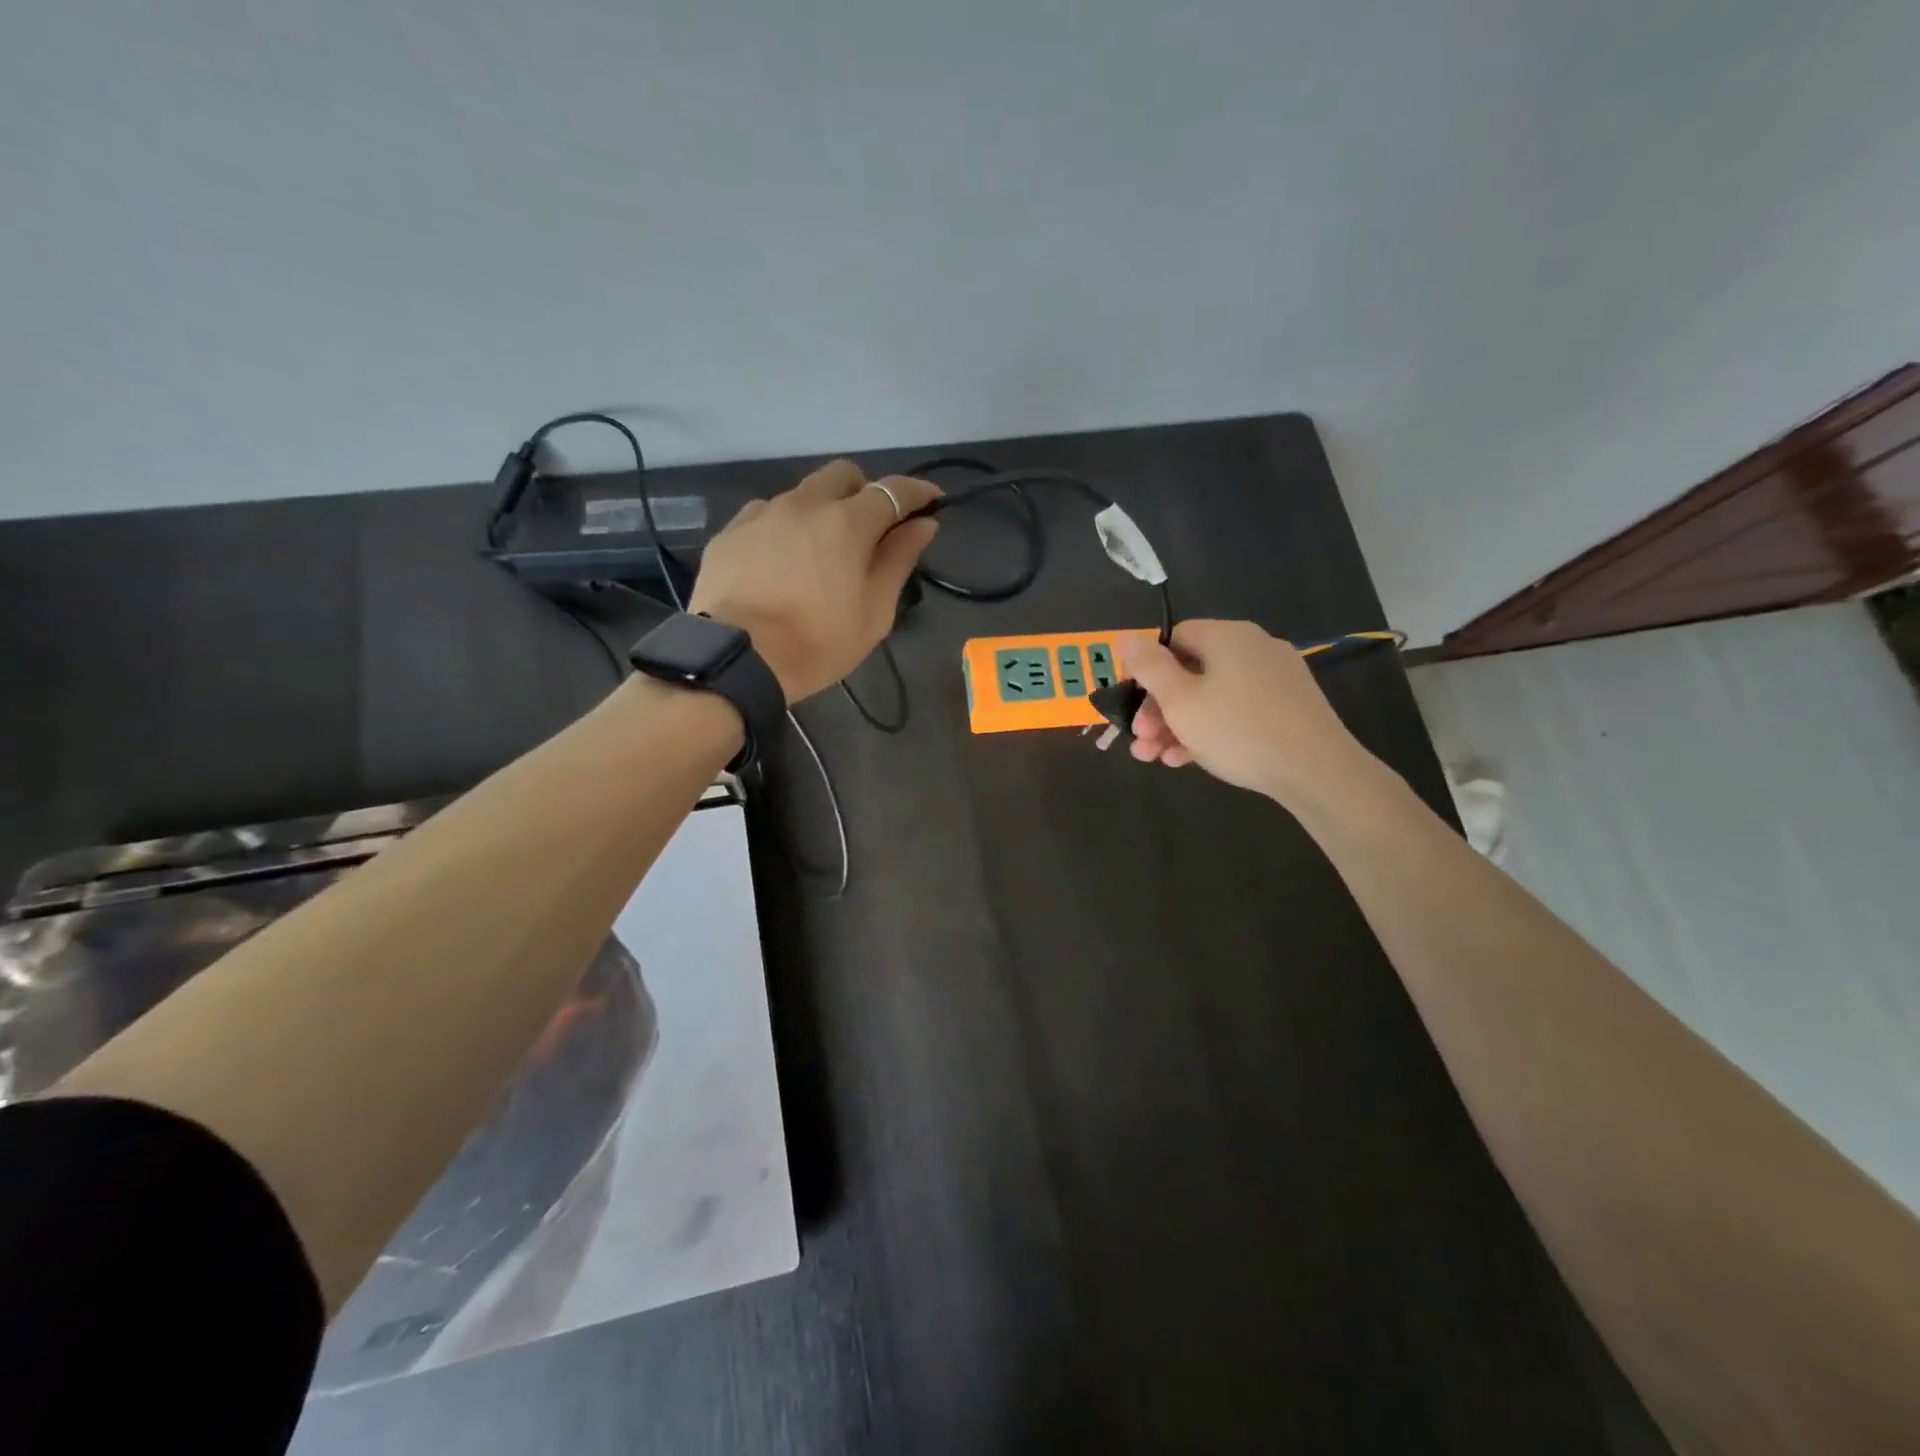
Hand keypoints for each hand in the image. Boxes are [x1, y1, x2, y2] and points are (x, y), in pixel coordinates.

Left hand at [689, 460, 940, 700]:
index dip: (917, 492)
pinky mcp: (730, 532)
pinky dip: (784, 528)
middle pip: (842, 475)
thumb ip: (899, 560)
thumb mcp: (874, 611)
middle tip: (870, 528)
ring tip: (820, 551)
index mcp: (847, 522)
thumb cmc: (818, 642)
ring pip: (802, 493)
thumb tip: (923, 524)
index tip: (932, 501)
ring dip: (821, 510)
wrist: (737, 659)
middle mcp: (804, 504)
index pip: (892, 490)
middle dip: (864, 491)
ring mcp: (762, 514)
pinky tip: (781, 561)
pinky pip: (766, 514)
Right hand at [1120, 620, 1379, 809]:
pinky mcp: (1288, 707)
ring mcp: (1275, 678)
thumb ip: (1149, 667)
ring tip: (1157, 758)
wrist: (1316, 770)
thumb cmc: (1237, 730)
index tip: (1132, 702)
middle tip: (1140, 740)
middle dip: (1158, 708)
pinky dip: (1210, 730)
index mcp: (1227, 636)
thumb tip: (1126, 637)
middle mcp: (1253, 648)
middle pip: (1191, 671)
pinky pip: (1237, 711)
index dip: (1147, 668)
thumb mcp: (1180, 700)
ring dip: (1178, 725)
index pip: (1174, 638)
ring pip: (1212, 696)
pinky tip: (1189, 760)